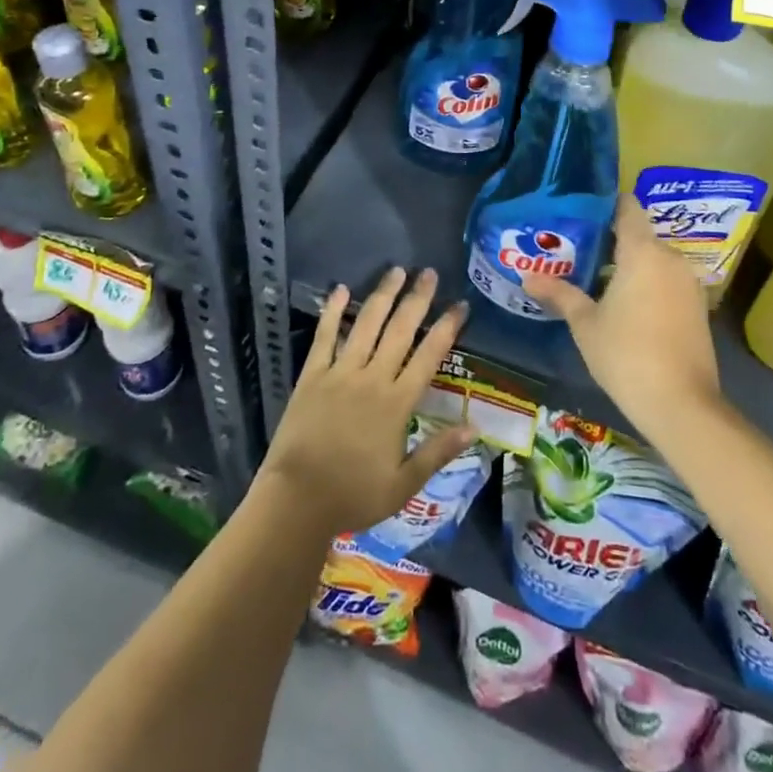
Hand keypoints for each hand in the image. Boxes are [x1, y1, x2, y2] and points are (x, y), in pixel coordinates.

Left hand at [258, 266, 475, 537]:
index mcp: (397, 403)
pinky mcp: (312, 375)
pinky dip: (333, 311)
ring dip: (382, 295)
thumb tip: (475, 428)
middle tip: (428, 273)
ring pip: (366, 324)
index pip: (429, 356)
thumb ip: (439, 452)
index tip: (460, 305)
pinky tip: (340, 289)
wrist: (297, 500)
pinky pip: (325, 336)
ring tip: (396, 271)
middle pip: (399, 330)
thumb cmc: (353, 495)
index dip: (446, 328)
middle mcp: (372, 378)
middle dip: (417, 299)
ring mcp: (340, 373)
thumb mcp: (404, 484)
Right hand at [522, 195, 720, 432]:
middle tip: (575, 248)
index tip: (580, 210)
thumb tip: (527, 276)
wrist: (682, 405)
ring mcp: (688, 283)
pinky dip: (646, 283)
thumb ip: (559, 294)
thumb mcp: (585, 323)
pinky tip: (623, 303)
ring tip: (594, 276)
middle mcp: (670, 258)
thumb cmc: (626, 354)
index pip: (627, 207)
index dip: (605, 203)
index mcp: (643, 251)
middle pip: (638, 234)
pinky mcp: (697, 307)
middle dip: (609, 239)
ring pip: (653, 259)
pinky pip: (666, 280)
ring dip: (628, 264)